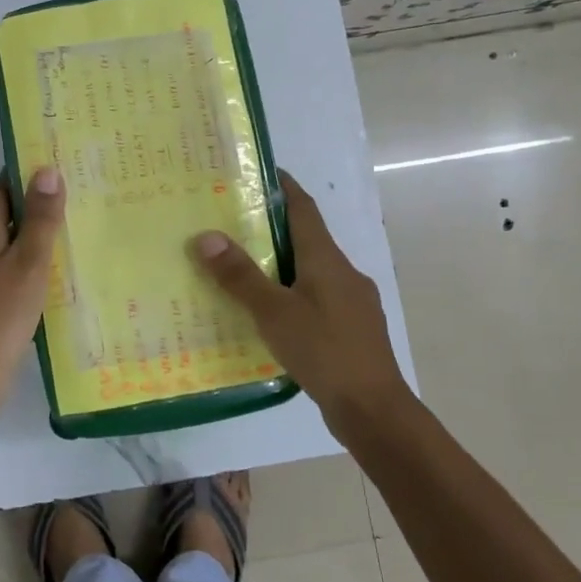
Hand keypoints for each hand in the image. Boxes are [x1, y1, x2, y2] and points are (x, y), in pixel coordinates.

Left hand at [0, 167, 66, 411]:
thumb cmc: (1, 317)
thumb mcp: (30, 264)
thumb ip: (40, 219)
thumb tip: (46, 170)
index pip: (0, 190)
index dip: (26, 179)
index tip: (57, 174)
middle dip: (29, 214)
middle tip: (70, 212)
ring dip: (23, 246)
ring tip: (61, 249)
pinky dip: (14, 273)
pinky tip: (37, 288)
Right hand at [193, 171, 414, 428]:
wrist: (374, 409)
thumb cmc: (324, 350)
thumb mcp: (274, 312)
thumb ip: (240, 276)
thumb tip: (206, 236)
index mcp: (327, 259)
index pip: (304, 209)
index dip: (284, 187)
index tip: (261, 172)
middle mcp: (343, 272)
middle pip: (306, 238)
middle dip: (273, 228)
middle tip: (232, 224)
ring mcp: (352, 302)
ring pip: (311, 271)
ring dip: (281, 264)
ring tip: (243, 269)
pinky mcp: (351, 329)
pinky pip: (316, 299)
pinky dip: (292, 295)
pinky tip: (270, 314)